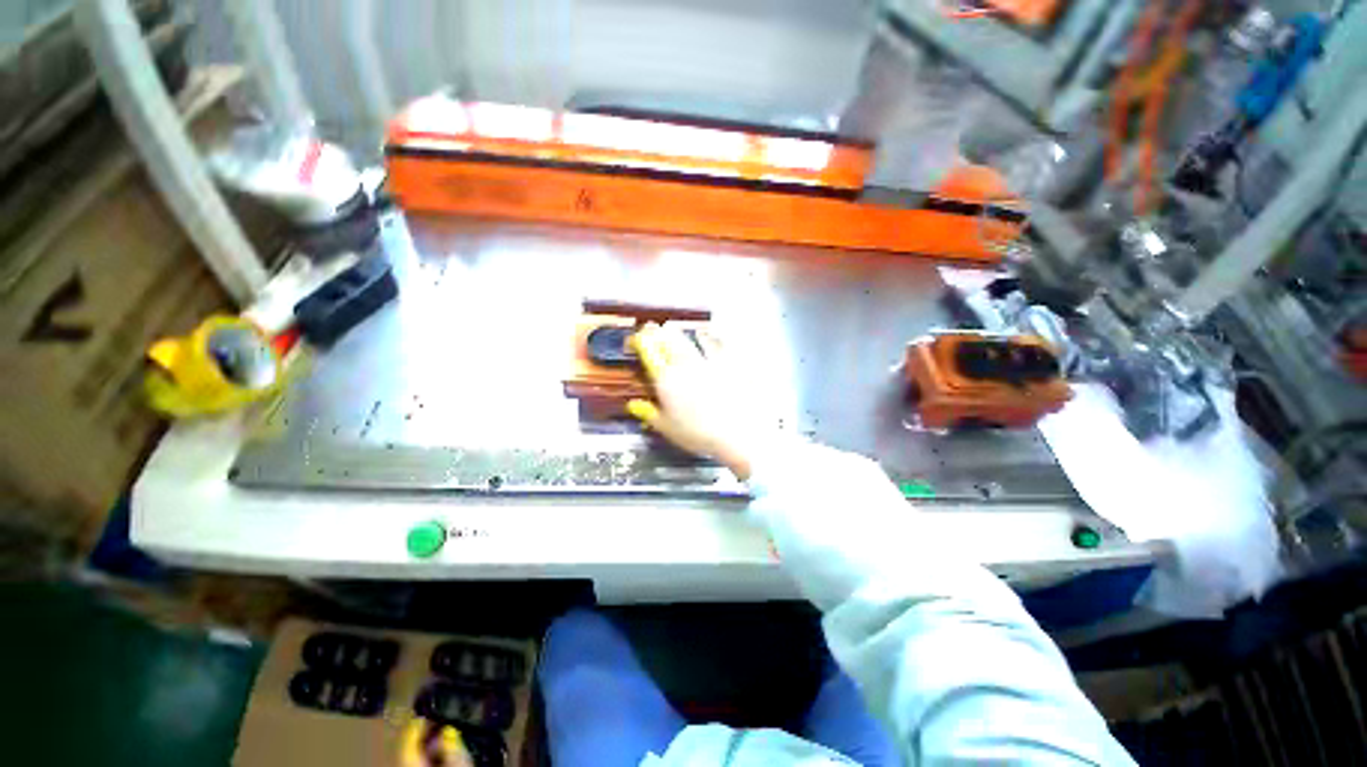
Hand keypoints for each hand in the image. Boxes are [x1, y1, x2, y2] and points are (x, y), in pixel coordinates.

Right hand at [627, 323, 767, 479]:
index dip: (639, 340)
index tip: (636, 341)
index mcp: (666, 379)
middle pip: (669, 337)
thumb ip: (649, 414)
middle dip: (660, 332)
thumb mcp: (668, 429)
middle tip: (657, 332)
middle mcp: (685, 363)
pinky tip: (711, 337)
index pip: (648, 349)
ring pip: (693, 336)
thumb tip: (633, 405)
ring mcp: (709, 359)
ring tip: (683, 333)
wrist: (739, 433)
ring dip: (685, 334)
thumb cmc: (699, 434)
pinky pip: (719, 342)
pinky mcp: (731, 360)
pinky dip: (712, 338)